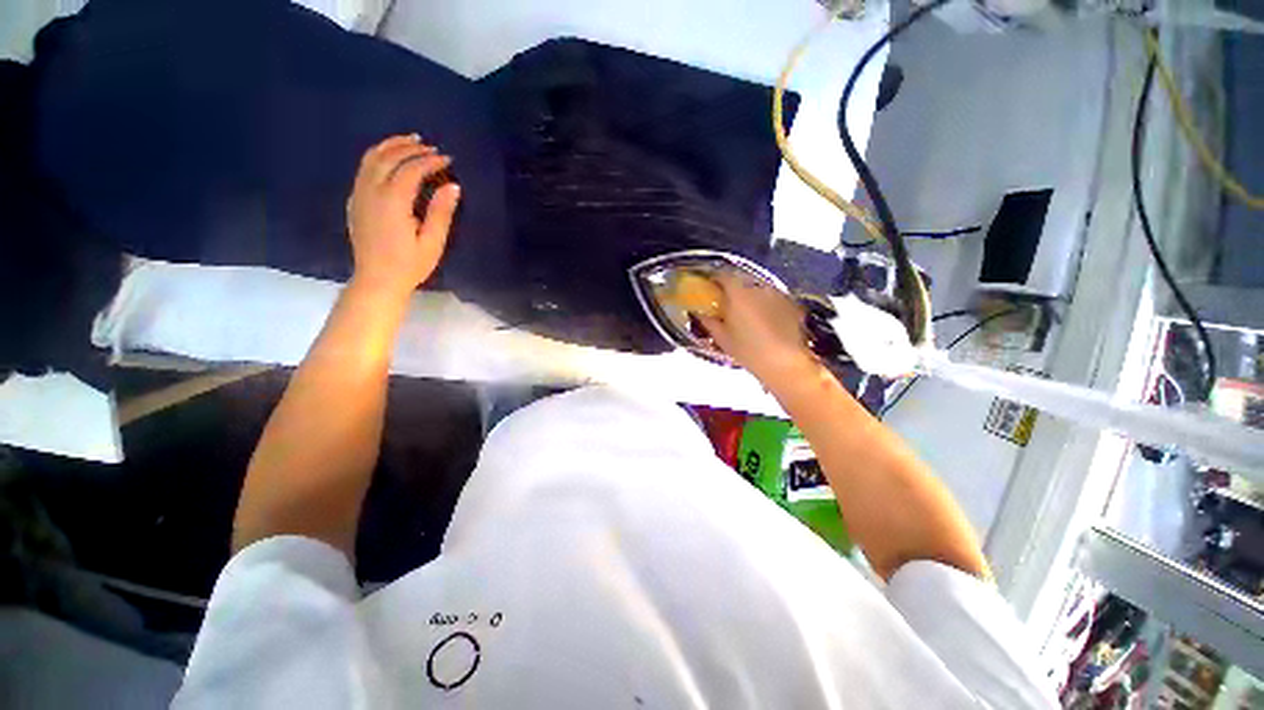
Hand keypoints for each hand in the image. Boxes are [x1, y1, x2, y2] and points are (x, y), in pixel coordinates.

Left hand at [347, 134, 459, 299]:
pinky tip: (389, 159)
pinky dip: (378, 156)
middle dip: (410, 148)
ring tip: (409, 141)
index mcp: (393, 201)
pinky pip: (363, 169)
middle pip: (388, 158)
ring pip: (371, 158)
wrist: (377, 280)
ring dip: (391, 146)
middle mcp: (372, 191)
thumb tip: (452, 186)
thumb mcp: (432, 242)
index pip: (411, 170)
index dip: (430, 161)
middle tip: (430, 147)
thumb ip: (441, 212)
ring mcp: (359, 194)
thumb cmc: (409, 265)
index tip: (447, 159)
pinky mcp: (355, 201)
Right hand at [697, 272, 818, 386]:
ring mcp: (776, 294)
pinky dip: (765, 304)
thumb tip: (699, 312)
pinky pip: (772, 298)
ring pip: (757, 289)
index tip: (709, 288)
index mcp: (738, 293)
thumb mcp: (722, 338)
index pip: (723, 275)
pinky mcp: (790, 303)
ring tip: (746, 312)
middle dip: (732, 288)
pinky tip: (764, 319)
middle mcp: (758, 288)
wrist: (784, 362)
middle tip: (726, 302)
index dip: (714, 279)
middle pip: (741, 280)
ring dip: (749, 296)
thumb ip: (708, 321)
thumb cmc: (747, 350)